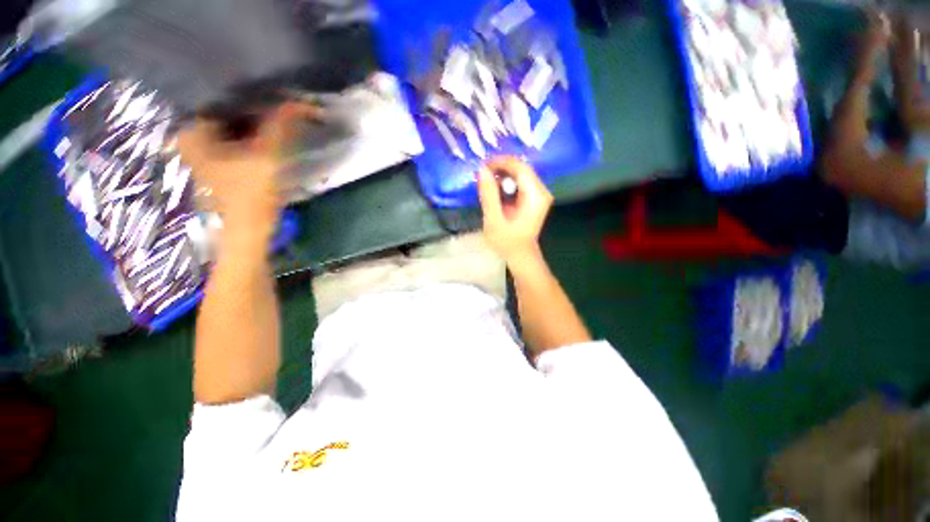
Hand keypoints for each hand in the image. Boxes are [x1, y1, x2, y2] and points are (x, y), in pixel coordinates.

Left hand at [178, 102, 317, 243]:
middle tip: (278, 107)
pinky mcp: (215, 166)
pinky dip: (249, 138)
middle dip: (252, 109)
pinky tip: (266, 138)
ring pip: (229, 127)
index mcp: (192, 132)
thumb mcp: (268, 157)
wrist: (246, 233)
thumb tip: (299, 102)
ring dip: (253, 124)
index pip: (221, 98)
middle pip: (225, 113)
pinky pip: (232, 141)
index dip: (250, 95)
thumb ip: (281, 127)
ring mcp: (201, 154)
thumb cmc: (250, 196)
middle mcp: (189, 138)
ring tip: (276, 119)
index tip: (274, 95)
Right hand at [477, 157, 552, 266]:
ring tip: (486, 184)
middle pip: (521, 168)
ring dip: (502, 175)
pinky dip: (506, 183)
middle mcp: (541, 191)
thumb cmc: (507, 242)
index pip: (520, 167)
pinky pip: (520, 182)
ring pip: (520, 173)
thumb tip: (482, 170)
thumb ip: (489, 195)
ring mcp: (539, 194)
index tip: (482, 167)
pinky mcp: (534, 197)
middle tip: (481, 176)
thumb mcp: (494, 220)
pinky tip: (495, 191)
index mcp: (535, 196)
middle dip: (500, 168)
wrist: (520, 255)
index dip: (500, 162)